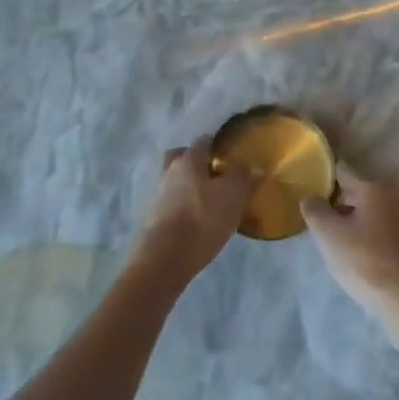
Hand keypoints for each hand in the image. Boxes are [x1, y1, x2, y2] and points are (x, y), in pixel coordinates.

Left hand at [131, 138, 252, 281]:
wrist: (164, 259)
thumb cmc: (202, 219)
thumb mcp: (233, 194)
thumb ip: (241, 174)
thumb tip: (244, 165)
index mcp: (187, 159)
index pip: (204, 141)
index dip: (218, 146)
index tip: (232, 158)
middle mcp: (169, 171)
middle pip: (183, 158)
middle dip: (198, 163)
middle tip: (217, 177)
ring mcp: (158, 195)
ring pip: (177, 181)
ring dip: (191, 187)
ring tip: (212, 204)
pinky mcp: (154, 218)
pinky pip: (173, 203)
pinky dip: (185, 207)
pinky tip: (199, 221)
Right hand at [301, 165, 398, 315]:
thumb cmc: (363, 259)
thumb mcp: (328, 233)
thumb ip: (315, 209)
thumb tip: (311, 198)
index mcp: (374, 188)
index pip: (343, 172)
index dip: (324, 177)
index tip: (308, 184)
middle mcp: (392, 196)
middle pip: (355, 193)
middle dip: (336, 203)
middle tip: (317, 219)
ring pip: (367, 212)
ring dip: (350, 221)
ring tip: (331, 238)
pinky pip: (378, 228)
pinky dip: (364, 234)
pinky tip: (352, 251)